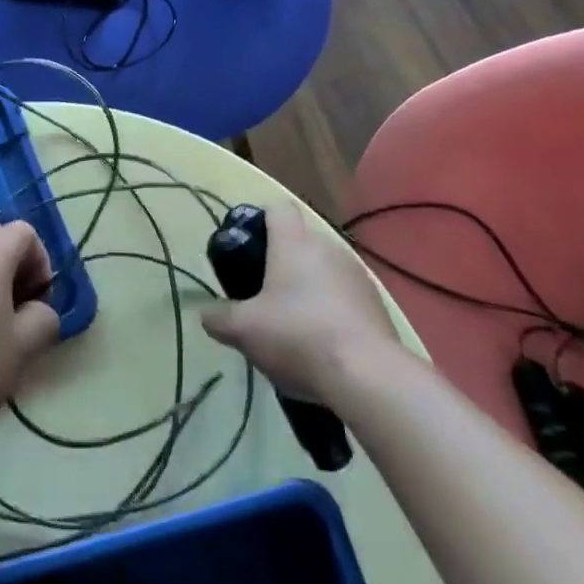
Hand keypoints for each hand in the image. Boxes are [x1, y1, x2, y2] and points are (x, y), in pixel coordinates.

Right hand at [200, 202, 404, 406]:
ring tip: (296, 323)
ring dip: (310, 286)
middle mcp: (327, 246)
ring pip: (324, 268)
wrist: (368, 375)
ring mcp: (357, 273)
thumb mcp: (244, 330)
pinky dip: (333, 308)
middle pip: (300, 240)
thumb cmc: (297, 336)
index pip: (277, 208)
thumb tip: (207, 314)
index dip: (260, 221)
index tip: (249, 249)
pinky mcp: (376, 302)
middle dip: (283, 261)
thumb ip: (219, 318)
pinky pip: (346, 294)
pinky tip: (324, 341)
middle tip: (264, 294)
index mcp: (294, 241)